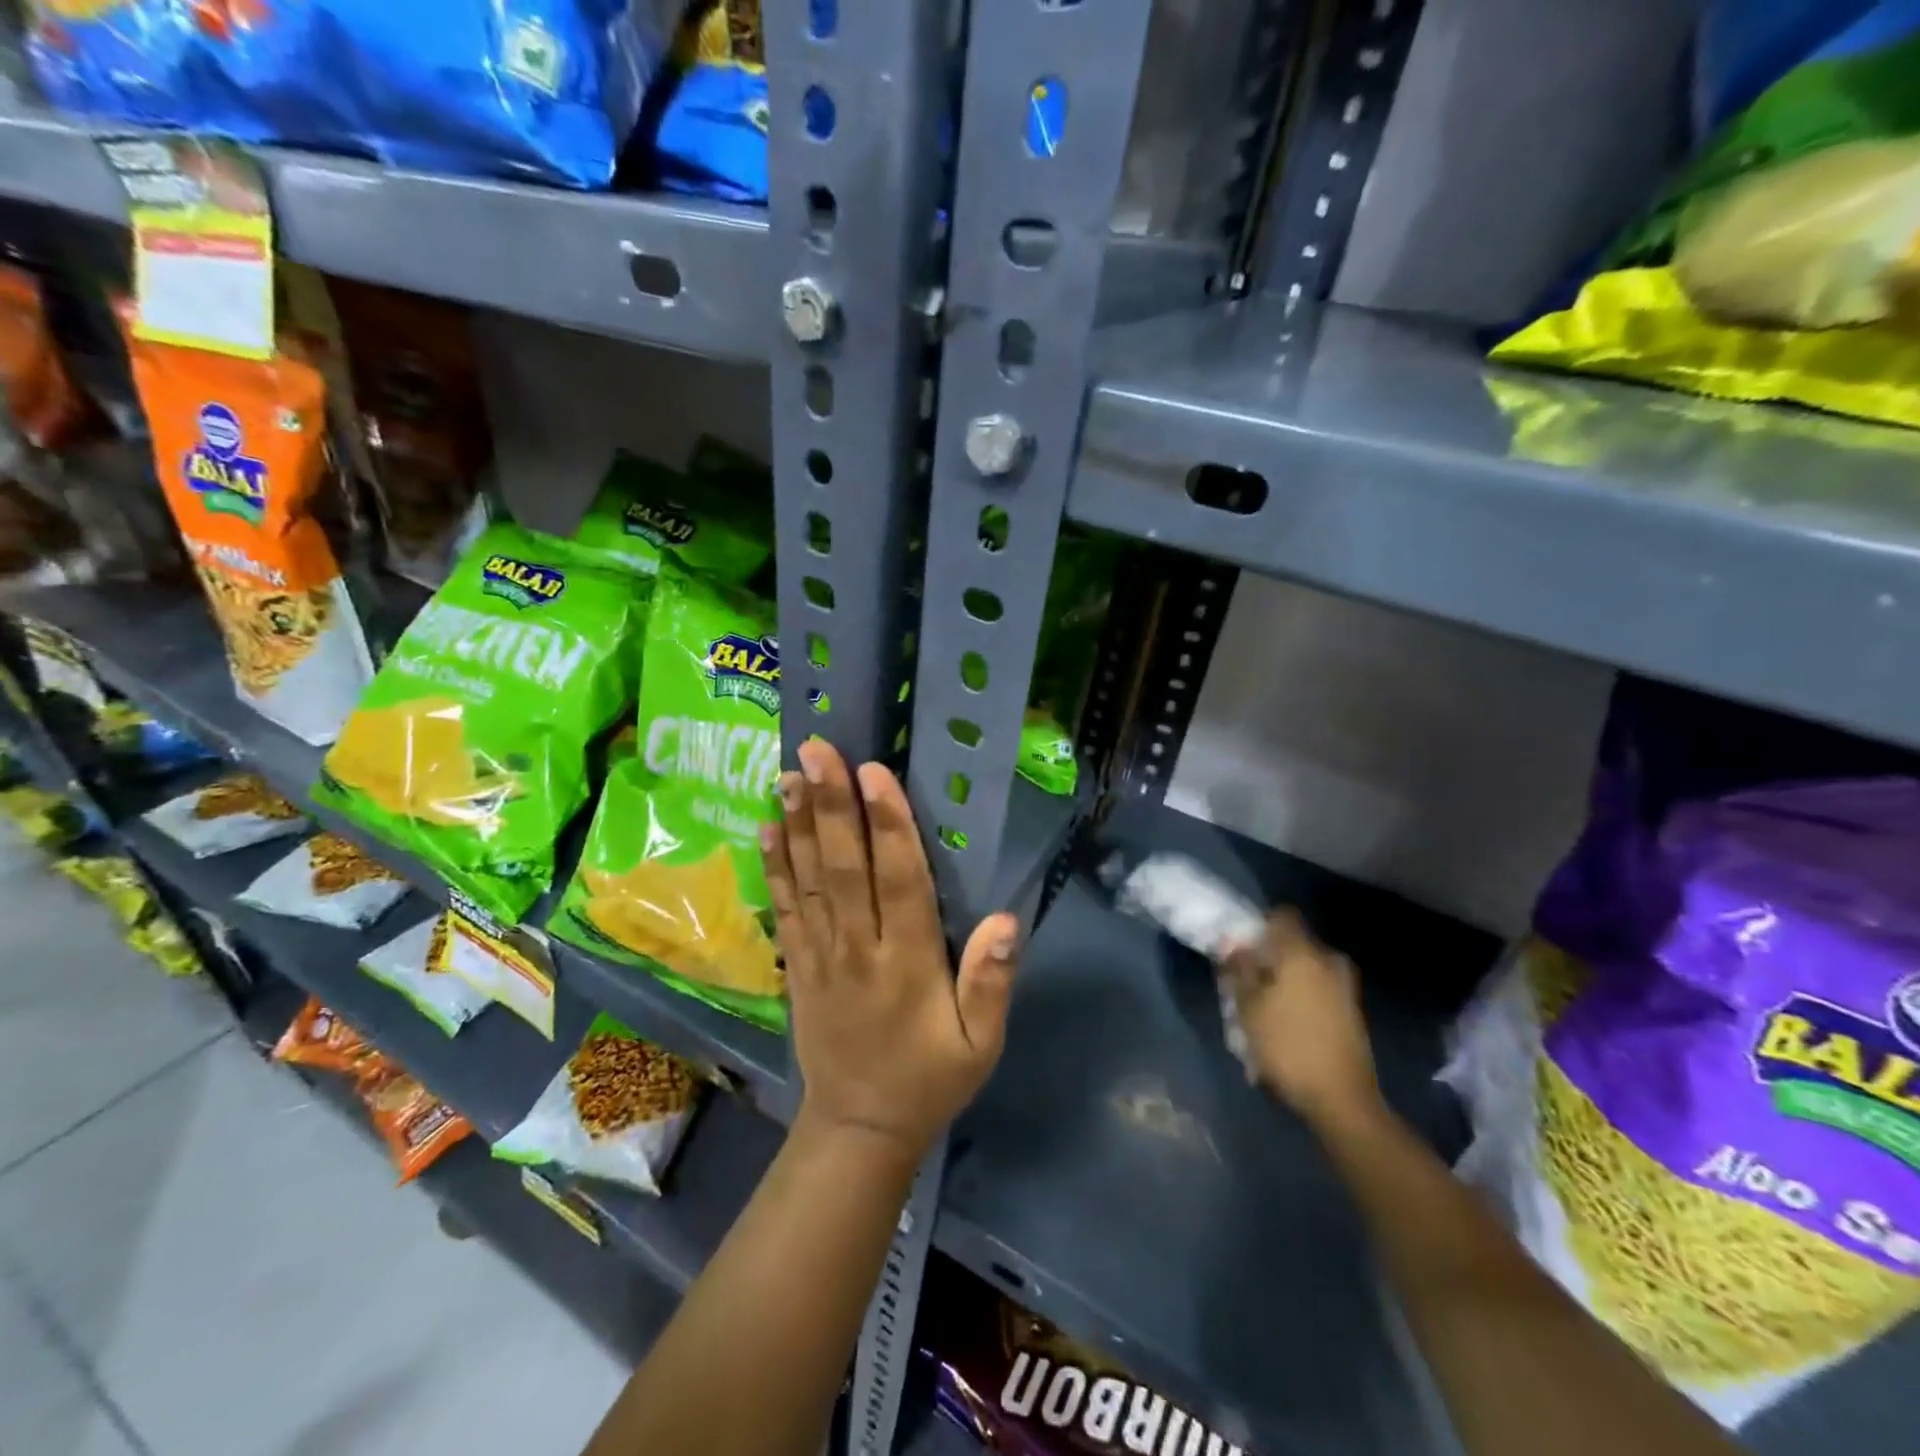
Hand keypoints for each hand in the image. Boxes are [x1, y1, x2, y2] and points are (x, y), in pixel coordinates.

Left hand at [763, 739, 1019, 1163]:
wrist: (858, 1129)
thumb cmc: (929, 1079)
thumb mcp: (981, 1045)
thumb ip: (991, 983)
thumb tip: (1005, 919)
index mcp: (908, 963)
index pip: (900, 881)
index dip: (888, 824)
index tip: (874, 772)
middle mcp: (858, 948)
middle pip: (845, 867)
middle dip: (832, 805)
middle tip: (818, 749)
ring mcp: (819, 955)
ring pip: (808, 879)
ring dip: (799, 823)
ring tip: (789, 772)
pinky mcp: (795, 965)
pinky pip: (785, 908)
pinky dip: (775, 866)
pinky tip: (768, 826)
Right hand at [1223, 910, 1380, 1129]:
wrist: (1341, 1099)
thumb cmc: (1287, 1045)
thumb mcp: (1247, 1007)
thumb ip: (1238, 969)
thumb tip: (1231, 944)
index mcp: (1302, 953)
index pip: (1282, 916)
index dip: (1258, 925)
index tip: (1240, 945)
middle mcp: (1328, 961)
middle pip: (1293, 943)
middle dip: (1269, 956)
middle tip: (1246, 979)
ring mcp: (1345, 987)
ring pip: (1306, 968)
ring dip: (1284, 979)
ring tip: (1263, 1007)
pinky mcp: (1352, 1011)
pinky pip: (1319, 989)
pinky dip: (1300, 997)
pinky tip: (1285, 1024)